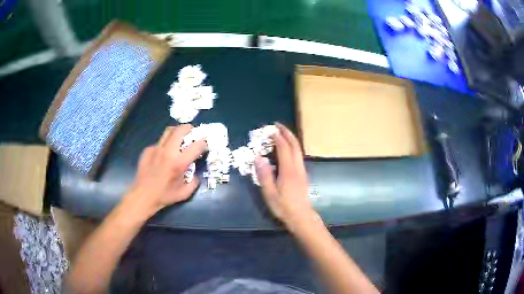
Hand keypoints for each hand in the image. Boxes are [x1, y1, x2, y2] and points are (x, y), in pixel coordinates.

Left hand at [128, 124, 206, 213]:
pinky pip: (159, 143)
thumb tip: (196, 174)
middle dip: (188, 128)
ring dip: (176, 131)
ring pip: (168, 132)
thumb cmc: (164, 196)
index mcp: (179, 163)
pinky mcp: (148, 150)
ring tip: (179, 136)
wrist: (143, 196)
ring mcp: (156, 149)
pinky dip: (165, 145)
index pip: (196, 146)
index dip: (203, 142)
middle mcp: (168, 152)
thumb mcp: (184, 193)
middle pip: (180, 130)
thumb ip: (194, 182)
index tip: (205, 143)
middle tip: (192, 130)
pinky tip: (163, 154)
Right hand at [255, 123, 315, 225]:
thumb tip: (258, 158)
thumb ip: (264, 175)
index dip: (278, 137)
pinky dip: (293, 147)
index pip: (284, 148)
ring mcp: (302, 171)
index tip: (270, 129)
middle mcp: (297, 167)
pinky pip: (298, 155)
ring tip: (281, 134)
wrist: (301, 216)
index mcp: (288, 170)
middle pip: (295, 145)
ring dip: (291, 139)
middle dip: (287, 133)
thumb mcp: (269, 193)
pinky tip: (287, 149)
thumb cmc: (284, 206)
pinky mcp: (303, 175)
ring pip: (298, 150)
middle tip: (278, 125)